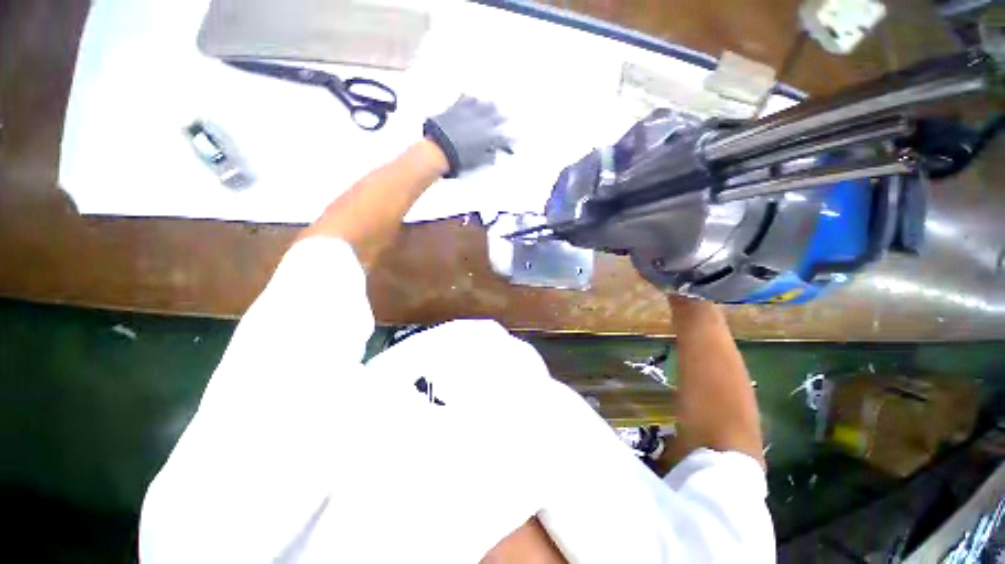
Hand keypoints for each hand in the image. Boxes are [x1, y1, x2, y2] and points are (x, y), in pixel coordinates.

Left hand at [423, 96, 510, 177]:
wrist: (438, 150)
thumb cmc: (459, 159)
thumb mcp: (477, 162)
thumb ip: (488, 158)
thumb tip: (494, 154)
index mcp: (489, 137)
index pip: (504, 138)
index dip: (511, 139)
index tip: (516, 138)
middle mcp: (482, 122)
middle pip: (496, 117)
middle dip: (502, 118)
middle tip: (506, 117)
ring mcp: (469, 113)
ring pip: (483, 106)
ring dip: (489, 106)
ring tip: (494, 104)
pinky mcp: (456, 108)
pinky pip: (465, 100)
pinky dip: (470, 99)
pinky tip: (472, 96)